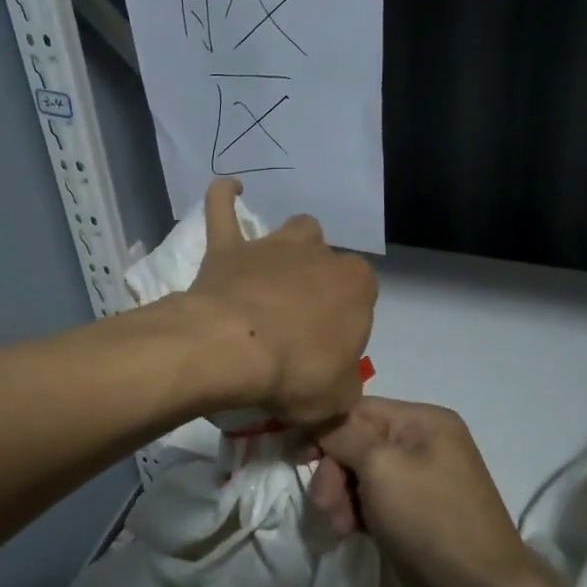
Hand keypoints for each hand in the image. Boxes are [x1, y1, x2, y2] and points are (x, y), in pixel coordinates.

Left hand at [184, 178, 376, 425]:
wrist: (233, 349)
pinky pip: (224, 210)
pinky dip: (225, 198)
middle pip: (328, 261)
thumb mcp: (339, 397)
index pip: (362, 297)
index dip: (346, 322)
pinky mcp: (228, 248)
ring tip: (278, 271)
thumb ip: (345, 385)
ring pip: (295, 230)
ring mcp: (272, 246)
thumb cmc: (297, 372)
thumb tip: (337, 384)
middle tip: (300, 320)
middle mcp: (319, 256)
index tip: (327, 350)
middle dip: (320, 283)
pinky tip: (230, 189)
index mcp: (356, 286)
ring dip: (292, 246)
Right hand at [308, 397, 534, 586]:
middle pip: (357, 443)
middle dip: (334, 472)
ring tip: (339, 527)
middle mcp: (423, 443)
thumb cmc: (429, 518)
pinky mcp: (412, 513)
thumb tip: (320, 422)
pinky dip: (356, 514)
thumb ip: (344, 436)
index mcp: (424, 421)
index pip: (358, 410)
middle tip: (324, 505)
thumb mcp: (381, 466)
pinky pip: (372, 501)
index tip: (296, 458)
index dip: (325, 430)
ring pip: (360, 475)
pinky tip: (350, 533)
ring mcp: (419, 480)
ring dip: (341, 497)